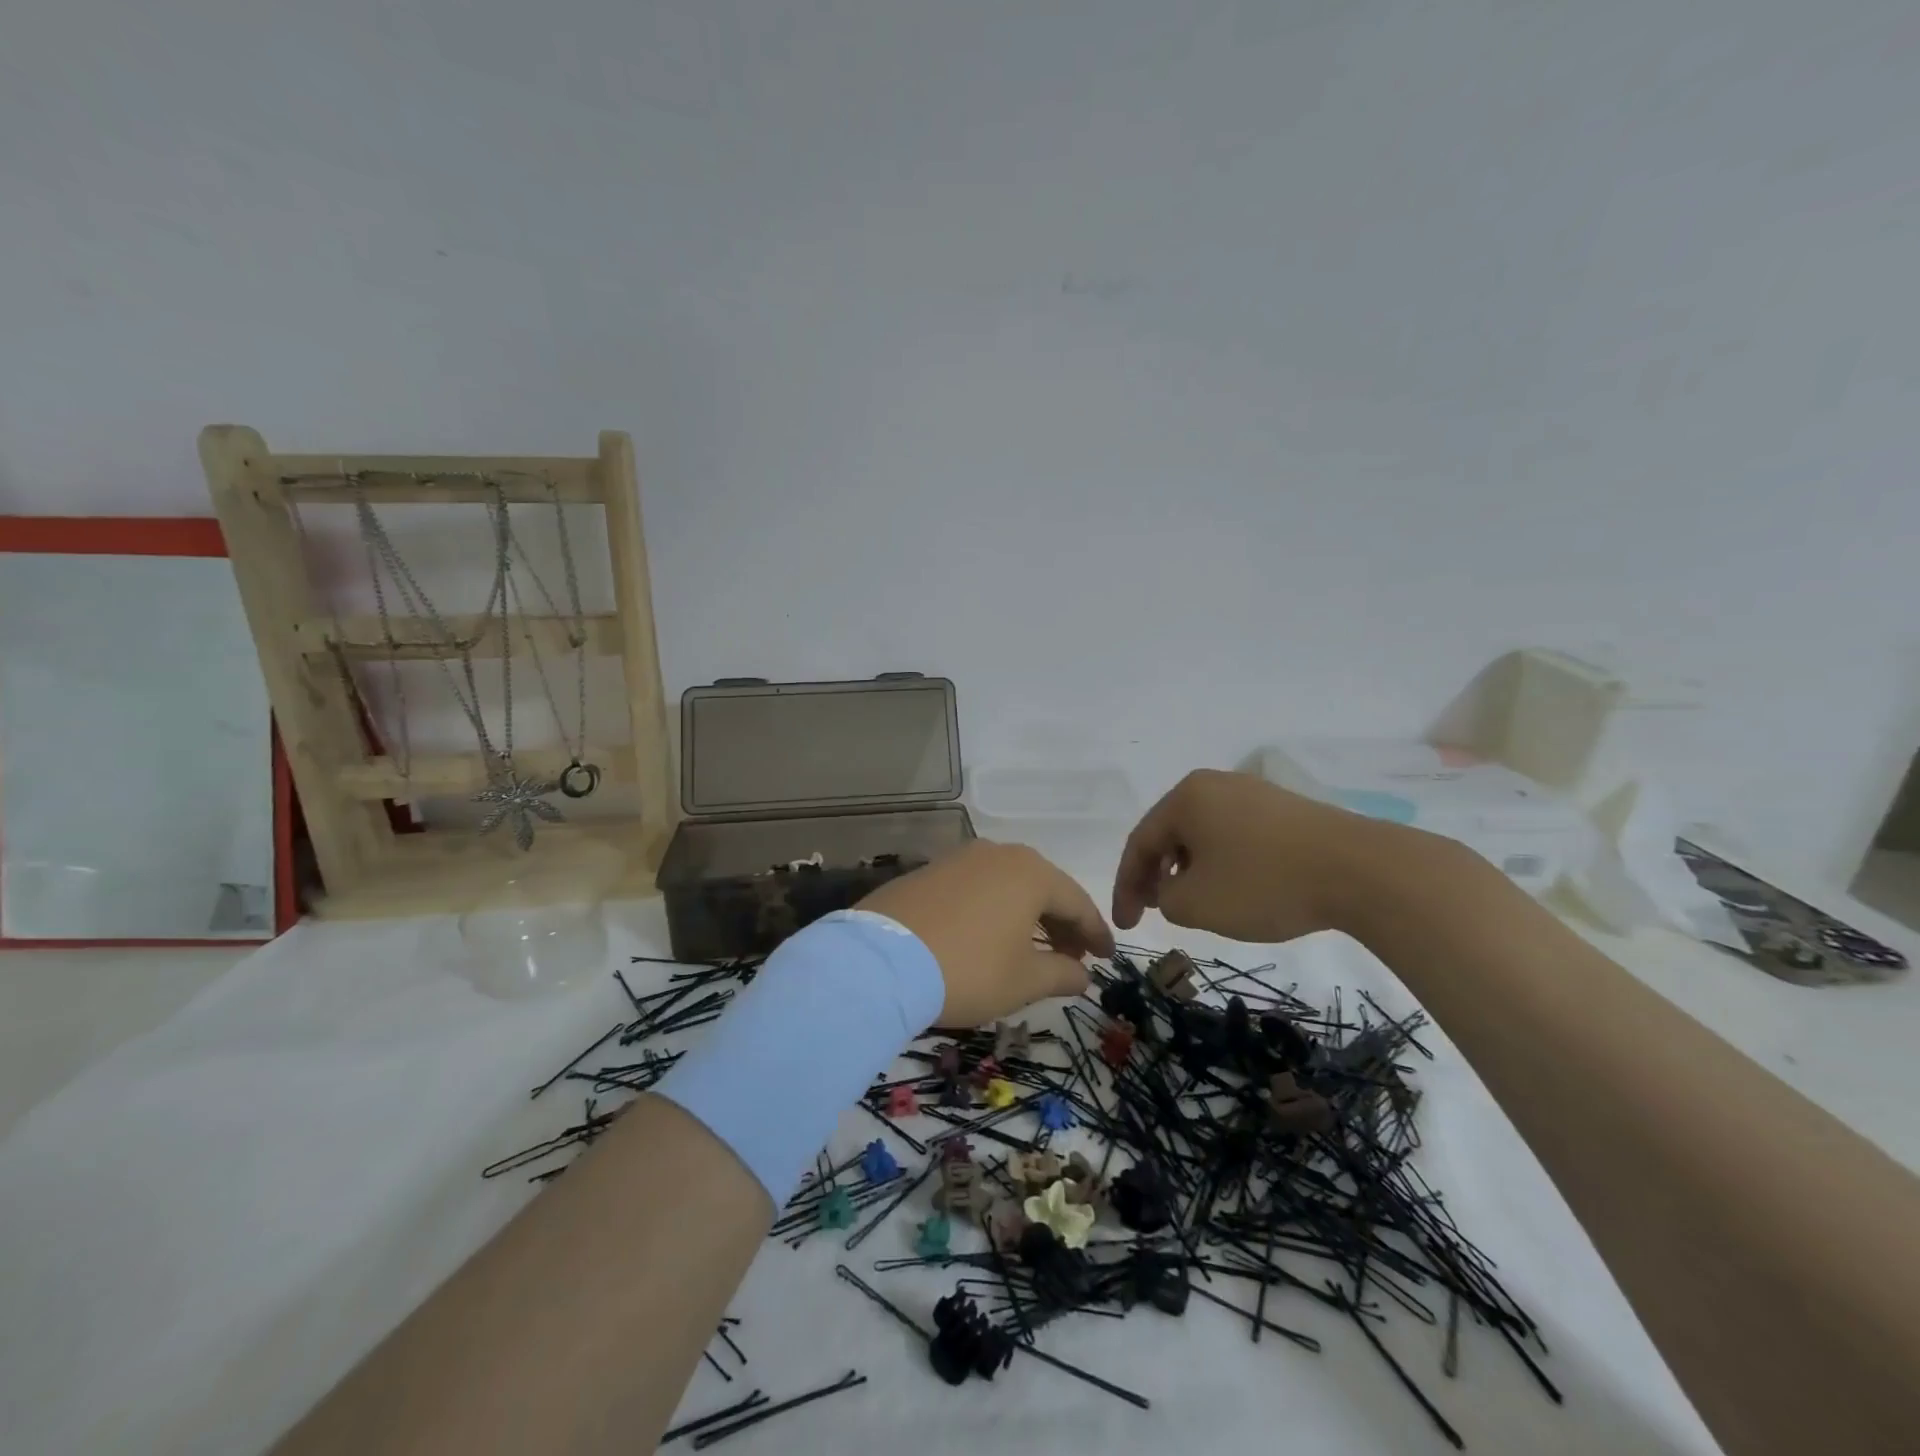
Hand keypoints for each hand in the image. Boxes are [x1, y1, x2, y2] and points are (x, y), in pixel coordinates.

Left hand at [859, 840, 1114, 1025]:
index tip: (1108, 958)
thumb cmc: (968, 969)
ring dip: (1026, 916)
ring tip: (1031, 950)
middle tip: (1072, 958)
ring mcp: (958, 859)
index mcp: (1030, 872)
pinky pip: (975, 889)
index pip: (1077, 902)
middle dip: (1061, 924)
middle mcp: (997, 854)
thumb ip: (1062, 973)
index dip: (1095, 933)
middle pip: (1042, 888)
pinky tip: (988, 937)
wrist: (879, 961)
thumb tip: (1083, 973)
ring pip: (1007, 886)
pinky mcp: (927, 872)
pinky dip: (992, 911)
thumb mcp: (1023, 981)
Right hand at [1113, 769, 1403, 943]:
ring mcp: (1253, 793)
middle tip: (1152, 911)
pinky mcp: (1285, 809)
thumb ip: (1164, 899)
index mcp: (1186, 797)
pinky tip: (1234, 889)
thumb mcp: (1196, 904)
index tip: (1125, 926)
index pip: (1139, 842)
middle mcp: (1214, 785)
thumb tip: (1171, 889)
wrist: (1361, 870)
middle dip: (1156, 875)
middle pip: (1170, 833)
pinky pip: (1235, 836)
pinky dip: (1221, 864)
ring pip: (1203, 835)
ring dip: (1188, 870)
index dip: (1125, 887)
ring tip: (1192, 903)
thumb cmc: (1264, 883)